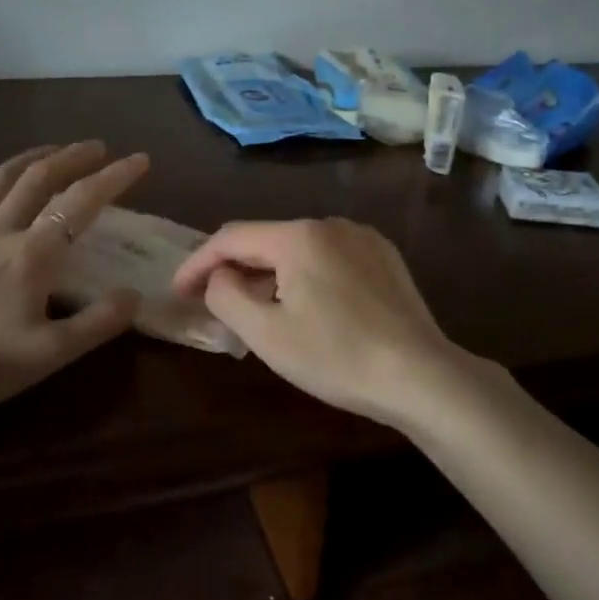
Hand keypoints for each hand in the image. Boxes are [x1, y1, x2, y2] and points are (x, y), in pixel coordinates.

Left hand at [0, 142, 149, 426]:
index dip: (114, 177)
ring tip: (50, 150)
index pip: (82, 202)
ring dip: (29, 159)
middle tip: (97, 147)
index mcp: (33, 254)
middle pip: (40, 178)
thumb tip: (135, 295)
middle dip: (73, 156)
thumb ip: (97, 323)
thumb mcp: (48, 356)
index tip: (140, 159)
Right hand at [171, 218, 490, 430]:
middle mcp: (331, 224)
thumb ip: (227, 297)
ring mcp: (363, 238)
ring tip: (259, 308)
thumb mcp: (266, 333)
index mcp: (298, 236)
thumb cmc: (336, 355)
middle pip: (267, 240)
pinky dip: (306, 275)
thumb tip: (219, 277)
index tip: (178, 291)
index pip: (231, 237)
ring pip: (300, 249)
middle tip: (214, 302)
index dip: (198, 262)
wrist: (420, 375)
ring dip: (271, 274)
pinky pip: (330, 258)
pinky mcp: (385, 258)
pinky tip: (309, 306)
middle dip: (236, 269)